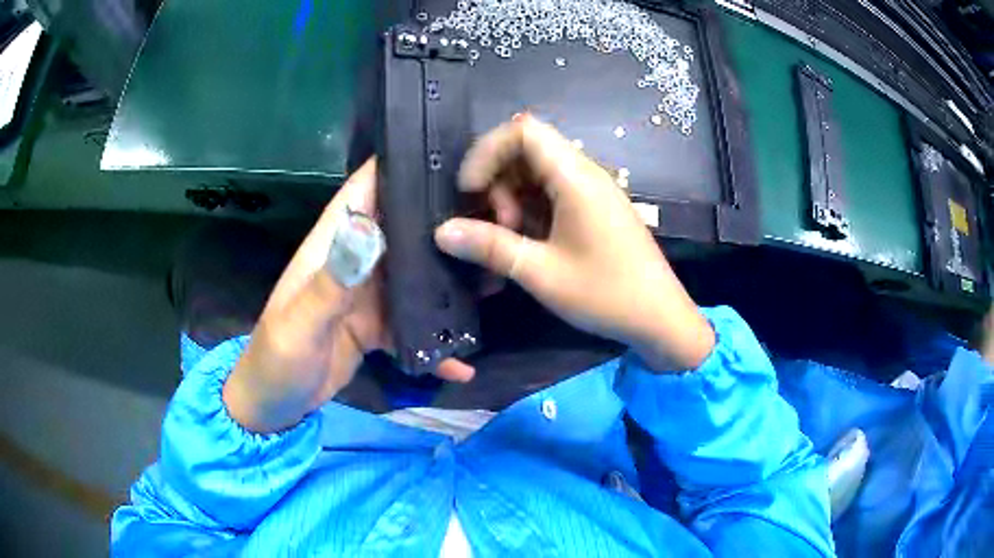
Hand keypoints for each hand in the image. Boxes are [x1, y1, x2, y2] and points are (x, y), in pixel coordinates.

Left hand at [223, 160, 471, 433]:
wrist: (274, 406)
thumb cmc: (277, 359)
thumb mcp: (300, 324)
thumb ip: (333, 280)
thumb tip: (369, 228)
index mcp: (330, 247)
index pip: (363, 191)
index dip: (398, 165)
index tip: (446, 153)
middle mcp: (354, 262)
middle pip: (401, 229)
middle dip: (440, 220)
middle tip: (494, 217)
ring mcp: (368, 296)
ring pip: (414, 275)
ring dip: (446, 278)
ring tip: (492, 281)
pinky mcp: (377, 326)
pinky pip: (413, 325)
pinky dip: (434, 340)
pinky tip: (462, 360)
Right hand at [434, 116, 714, 371]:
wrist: (661, 318)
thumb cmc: (606, 294)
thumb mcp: (542, 273)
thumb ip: (490, 247)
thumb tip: (441, 232)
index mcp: (576, 178)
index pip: (523, 131)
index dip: (486, 152)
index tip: (470, 191)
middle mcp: (585, 174)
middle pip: (527, 151)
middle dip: (499, 183)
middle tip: (499, 227)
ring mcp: (592, 192)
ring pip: (537, 174)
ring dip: (513, 201)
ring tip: (513, 242)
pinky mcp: (595, 210)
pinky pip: (554, 194)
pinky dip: (531, 212)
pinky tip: (528, 246)